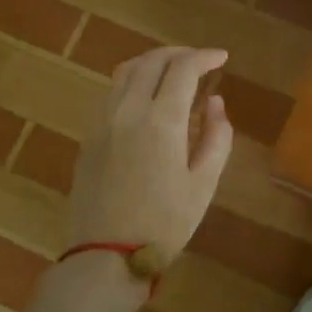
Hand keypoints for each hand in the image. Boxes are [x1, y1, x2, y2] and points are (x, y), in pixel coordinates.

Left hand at [66, 47, 234, 265]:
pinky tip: (145, 96)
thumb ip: (216, 137)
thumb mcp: (204, 183)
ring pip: (126, 71)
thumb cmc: (164, 223)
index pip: (183, 69)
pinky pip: (110, 92)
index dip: (205, 57)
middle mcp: (128, 110)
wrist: (106, 256)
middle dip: (179, 54)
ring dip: (152, 62)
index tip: (222, 58)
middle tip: (200, 62)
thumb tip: (215, 103)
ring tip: (173, 71)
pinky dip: (132, 80)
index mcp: (160, 120)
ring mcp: (102, 121)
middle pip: (151, 61)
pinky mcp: (88, 136)